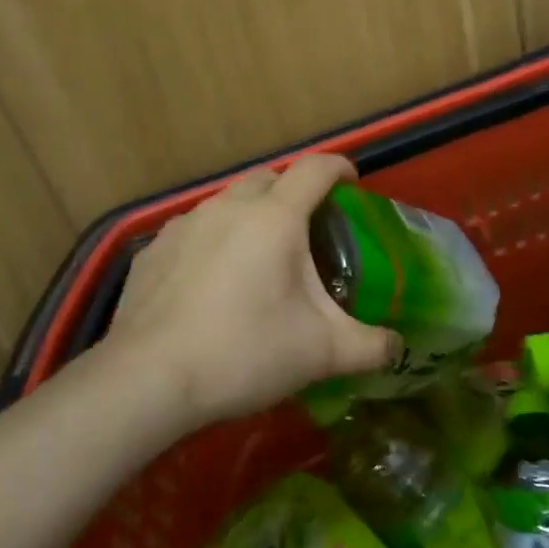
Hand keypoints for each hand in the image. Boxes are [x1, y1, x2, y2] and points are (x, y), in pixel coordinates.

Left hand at [104, 154, 401, 427]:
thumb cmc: (244, 352)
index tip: (352, 185)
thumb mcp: (321, 353)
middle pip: (269, 178)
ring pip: (227, 202)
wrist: (149, 378)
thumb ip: (370, 347)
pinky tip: (211, 281)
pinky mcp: (152, 250)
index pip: (315, 168)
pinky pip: (194, 230)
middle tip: (309, 228)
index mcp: (274, 217)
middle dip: (293, 191)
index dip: (340, 168)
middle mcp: (228, 206)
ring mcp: (184, 224)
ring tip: (259, 256)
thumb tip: (399, 348)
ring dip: (250, 214)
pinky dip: (213, 240)